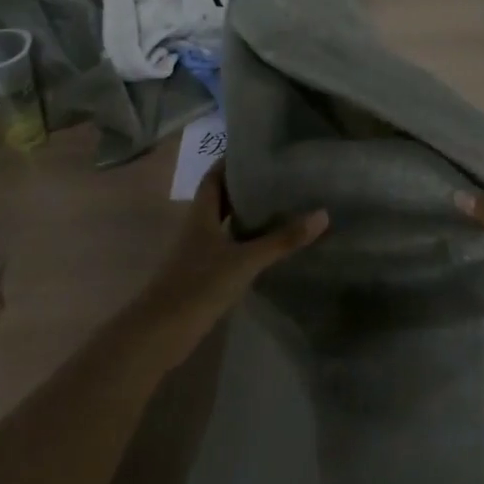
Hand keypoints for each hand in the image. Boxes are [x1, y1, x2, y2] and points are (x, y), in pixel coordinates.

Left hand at [146, 166, 327, 322]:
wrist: (160, 333)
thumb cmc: (199, 285)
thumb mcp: (245, 260)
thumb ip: (282, 240)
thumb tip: (322, 214)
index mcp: (201, 214)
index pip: (214, 177)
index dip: (231, 162)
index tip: (257, 150)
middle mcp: (197, 228)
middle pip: (220, 199)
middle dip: (244, 187)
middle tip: (278, 177)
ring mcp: (198, 253)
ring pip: (224, 224)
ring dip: (245, 215)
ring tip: (280, 205)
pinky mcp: (202, 275)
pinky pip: (227, 248)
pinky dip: (245, 241)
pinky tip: (266, 246)